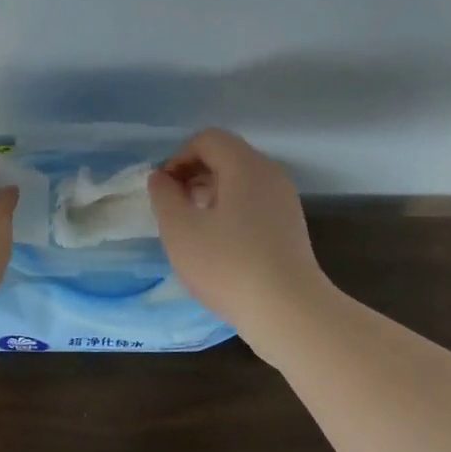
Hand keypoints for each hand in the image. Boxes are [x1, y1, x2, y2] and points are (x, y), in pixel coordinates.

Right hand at [147, 129, 335, 354]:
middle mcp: (270, 174)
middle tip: (173, 208)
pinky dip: (230, 211)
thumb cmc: (227, 265)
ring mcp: (284, 201)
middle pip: (226, 156)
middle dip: (193, 175)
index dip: (178, 158)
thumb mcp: (180, 229)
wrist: (289, 312)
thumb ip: (164, 196)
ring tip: (192, 228)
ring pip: (240, 181)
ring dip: (210, 194)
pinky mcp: (289, 226)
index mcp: (245, 165)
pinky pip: (253, 203)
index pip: (207, 139)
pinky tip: (218, 245)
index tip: (164, 190)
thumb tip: (161, 178)